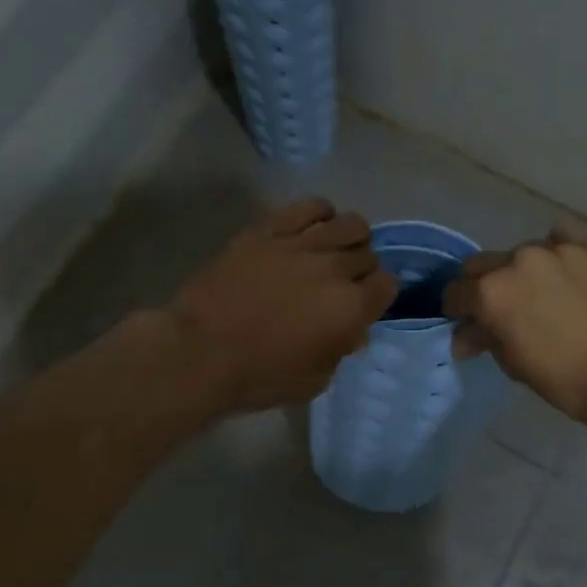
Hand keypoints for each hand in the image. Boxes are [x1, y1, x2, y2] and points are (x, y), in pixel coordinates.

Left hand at [169, 198, 396, 412]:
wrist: (199, 353)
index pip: (387, 285)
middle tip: (341, 282)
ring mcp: (301, 244)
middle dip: (361, 269)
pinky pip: (309, 207)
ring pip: (349, 223)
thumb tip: (352, 330)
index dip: (377, 294)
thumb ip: (340, 350)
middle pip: (367, 255)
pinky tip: (314, 226)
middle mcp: (333, 269)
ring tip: (333, 250)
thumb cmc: (259, 376)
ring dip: (350, 237)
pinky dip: (320, 213)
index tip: (363, 303)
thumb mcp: (314, 380)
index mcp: (350, 308)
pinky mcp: (269, 229)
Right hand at [444, 224, 586, 423]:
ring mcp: (557, 249)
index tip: (465, 322)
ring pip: (524, 251)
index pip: (455, 292)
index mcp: (491, 292)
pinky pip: (564, 238)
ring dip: (523, 270)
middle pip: (482, 264)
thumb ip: (485, 338)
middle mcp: (518, 261)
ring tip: (542, 292)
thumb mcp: (514, 364)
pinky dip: (559, 250)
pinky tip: (568, 268)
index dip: (456, 309)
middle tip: (500, 308)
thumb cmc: (566, 379)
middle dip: (483, 285)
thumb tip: (466, 334)